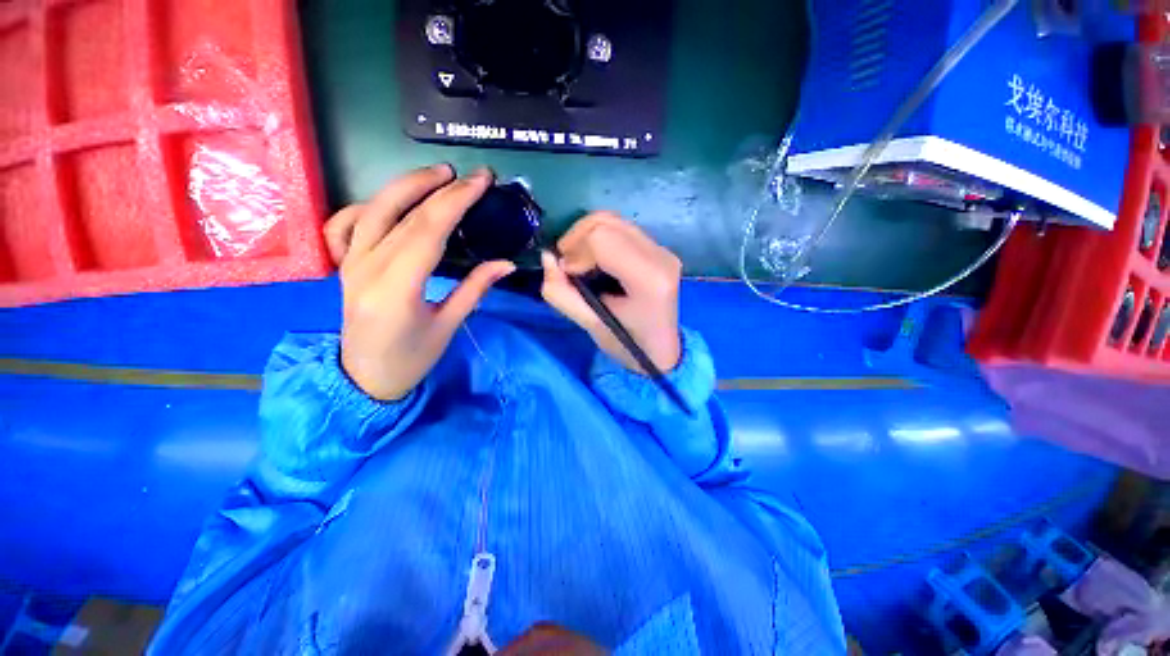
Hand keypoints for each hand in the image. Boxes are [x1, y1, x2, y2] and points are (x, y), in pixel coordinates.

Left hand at [323, 165, 514, 400]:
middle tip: (469, 175)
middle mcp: (366, 268)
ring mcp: (349, 263)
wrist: (364, 379)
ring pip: (373, 210)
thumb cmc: (411, 359)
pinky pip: (347, 224)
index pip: (428, 231)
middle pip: (403, 214)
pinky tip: (391, 201)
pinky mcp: (345, 264)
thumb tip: (506, 263)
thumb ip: (475, 288)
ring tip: (437, 174)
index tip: (481, 183)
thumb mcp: (448, 325)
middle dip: (439, 188)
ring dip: (406, 186)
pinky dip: (369, 205)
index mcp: (396, 288)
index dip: (456, 201)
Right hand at [541, 212, 682, 373]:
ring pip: (611, 220)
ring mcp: (663, 249)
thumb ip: (561, 293)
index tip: (567, 274)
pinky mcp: (659, 248)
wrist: (662, 350)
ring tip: (577, 261)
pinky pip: (619, 228)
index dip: (575, 252)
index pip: (602, 239)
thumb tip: (547, 257)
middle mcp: (660, 255)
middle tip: (567, 265)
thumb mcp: (590, 325)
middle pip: (605, 223)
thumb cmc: (627, 345)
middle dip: (576, 239)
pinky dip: (597, 238)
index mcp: (648, 278)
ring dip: (585, 236)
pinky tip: (594, 259)